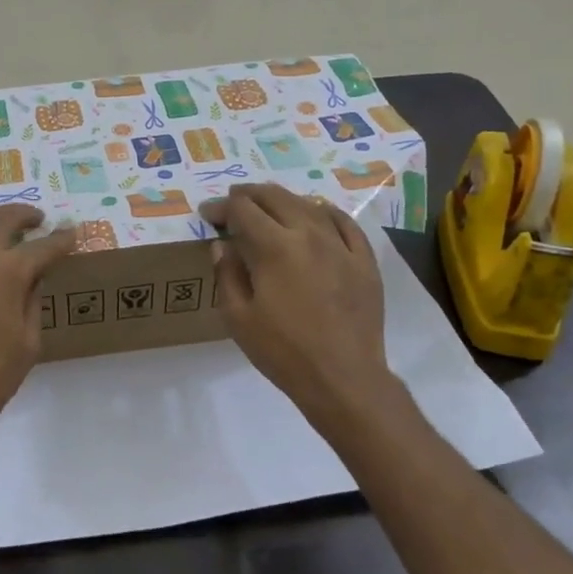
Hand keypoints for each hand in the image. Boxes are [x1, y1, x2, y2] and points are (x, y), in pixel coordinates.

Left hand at [0, 205, 75, 450]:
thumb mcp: (28, 342)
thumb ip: (33, 300)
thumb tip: (35, 276)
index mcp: (8, 271)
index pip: (43, 246)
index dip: (61, 239)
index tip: (72, 233)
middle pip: (2, 219)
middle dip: (24, 215)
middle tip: (38, 219)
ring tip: (7, 225)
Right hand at [202, 184, 397, 429]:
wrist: (343, 378)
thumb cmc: (283, 351)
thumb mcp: (238, 318)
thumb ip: (227, 275)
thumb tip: (223, 245)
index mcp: (274, 247)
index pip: (242, 210)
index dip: (221, 208)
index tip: (208, 215)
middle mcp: (308, 234)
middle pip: (275, 197)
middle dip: (249, 195)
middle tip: (234, 202)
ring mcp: (341, 245)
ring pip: (310, 204)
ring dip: (284, 200)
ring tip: (269, 206)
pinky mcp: (364, 260)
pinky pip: (346, 223)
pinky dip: (326, 212)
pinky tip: (318, 214)